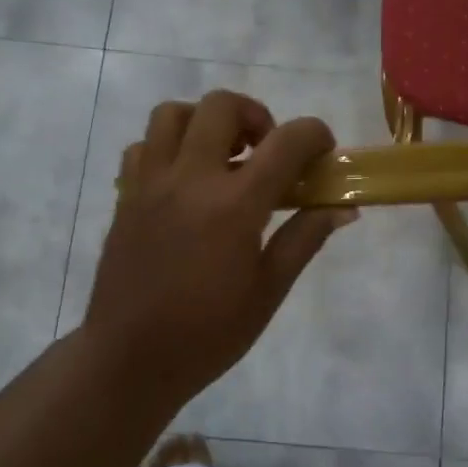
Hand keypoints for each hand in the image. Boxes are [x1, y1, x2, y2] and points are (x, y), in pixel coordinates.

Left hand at [83, 90, 354, 411]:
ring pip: (173, 114)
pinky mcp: (125, 197)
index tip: (323, 153)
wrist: (130, 360)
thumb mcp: (268, 291)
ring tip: (222, 158)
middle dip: (256, 116)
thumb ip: (304, 239)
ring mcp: (150, 184)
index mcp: (234, 205)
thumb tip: (343, 208)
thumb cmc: (208, 333)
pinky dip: (167, 148)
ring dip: (205, 122)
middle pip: (222, 106)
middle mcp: (190, 179)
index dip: (315, 135)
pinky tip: (183, 182)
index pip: (287, 142)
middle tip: (266, 152)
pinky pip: (143, 147)